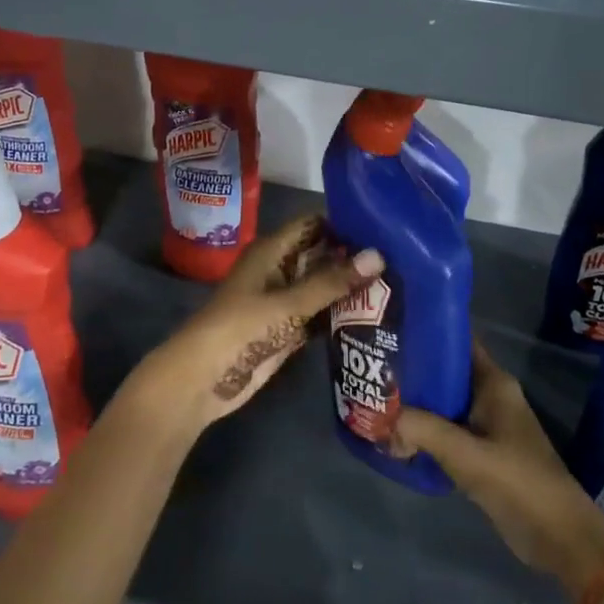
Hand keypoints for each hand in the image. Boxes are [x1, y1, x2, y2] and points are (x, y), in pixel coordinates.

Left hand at [130, 215, 382, 437]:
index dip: (344, 223)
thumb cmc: (240, 329)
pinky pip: (320, 314)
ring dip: (350, 287)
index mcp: (272, 251)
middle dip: (353, 257)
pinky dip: (340, 314)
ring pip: (322, 286)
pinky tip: (375, 314)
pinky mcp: (288, 330)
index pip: (313, 224)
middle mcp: (279, 270)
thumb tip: (379, 256)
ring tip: (398, 281)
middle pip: (321, 255)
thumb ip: (333, 282)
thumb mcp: (288, 303)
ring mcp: (283, 301)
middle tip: (400, 256)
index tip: (384, 224)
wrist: (202, 380)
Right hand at [392, 340, 603, 600]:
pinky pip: (447, 430)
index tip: (393, 327)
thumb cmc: (517, 482)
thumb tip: (385, 417)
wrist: (558, 537)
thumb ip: (423, 430)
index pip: (459, 342)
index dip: (428, 332)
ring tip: (377, 397)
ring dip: (417, 403)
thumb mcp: (466, 454)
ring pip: (444, 403)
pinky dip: (425, 429)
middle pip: (447, 372)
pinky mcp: (482, 452)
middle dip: (414, 370)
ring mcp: (487, 425)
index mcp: (494, 384)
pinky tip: (397, 433)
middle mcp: (490, 396)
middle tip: (375, 366)